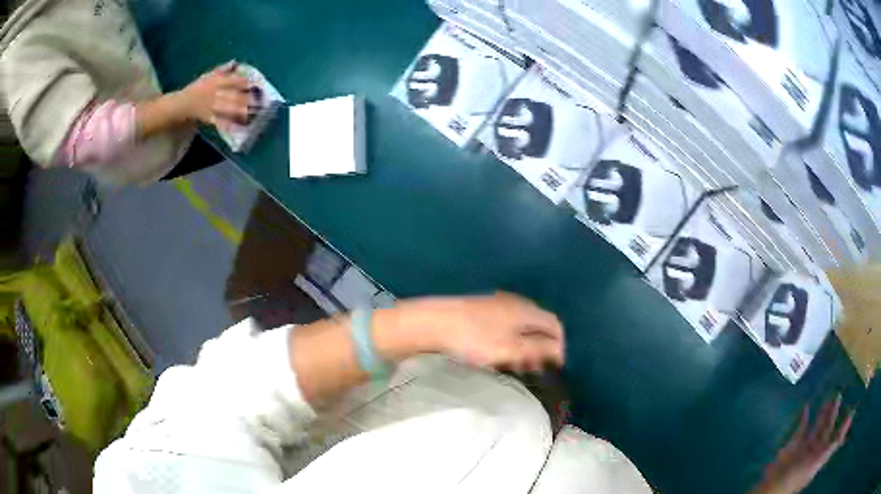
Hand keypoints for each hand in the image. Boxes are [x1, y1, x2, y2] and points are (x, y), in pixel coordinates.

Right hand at [179, 62, 252, 127]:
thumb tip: (236, 63)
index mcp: (216, 82)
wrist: (182, 104)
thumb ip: (222, 69)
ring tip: (254, 113)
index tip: (258, 85)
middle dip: (247, 99)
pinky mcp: (209, 118)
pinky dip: (229, 124)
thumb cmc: (197, 88)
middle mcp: (215, 94)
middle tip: (260, 102)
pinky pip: (220, 122)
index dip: (246, 83)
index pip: (234, 81)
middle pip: (234, 96)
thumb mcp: (208, 75)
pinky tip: (239, 126)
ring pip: (229, 109)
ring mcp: (212, 107)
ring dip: (241, 112)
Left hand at [412, 292, 564, 372]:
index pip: (555, 325)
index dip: (559, 346)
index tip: (553, 367)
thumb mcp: (511, 349)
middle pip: (538, 325)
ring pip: (521, 326)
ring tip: (517, 366)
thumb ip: (538, 350)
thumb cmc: (475, 339)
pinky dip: (509, 341)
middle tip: (535, 369)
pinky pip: (505, 326)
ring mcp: (497, 304)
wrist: (434, 322)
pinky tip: (498, 354)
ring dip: (524, 346)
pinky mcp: (481, 310)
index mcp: (527, 310)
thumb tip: (559, 351)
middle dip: (541, 348)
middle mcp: (516, 303)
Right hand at [755, 395, 854, 493]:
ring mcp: (804, 448)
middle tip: (838, 395)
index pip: (835, 438)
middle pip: (827, 430)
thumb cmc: (798, 475)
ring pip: (816, 427)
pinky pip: (801, 429)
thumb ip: (834, 442)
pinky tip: (806, 408)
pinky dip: (804, 418)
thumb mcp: (819, 460)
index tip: (850, 411)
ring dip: (822, 414)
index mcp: (821, 454)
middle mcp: (815, 450)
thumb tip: (850, 418)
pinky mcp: (793, 446)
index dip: (842, 426)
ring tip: (827, 399)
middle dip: (833, 414)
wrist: (773, 486)